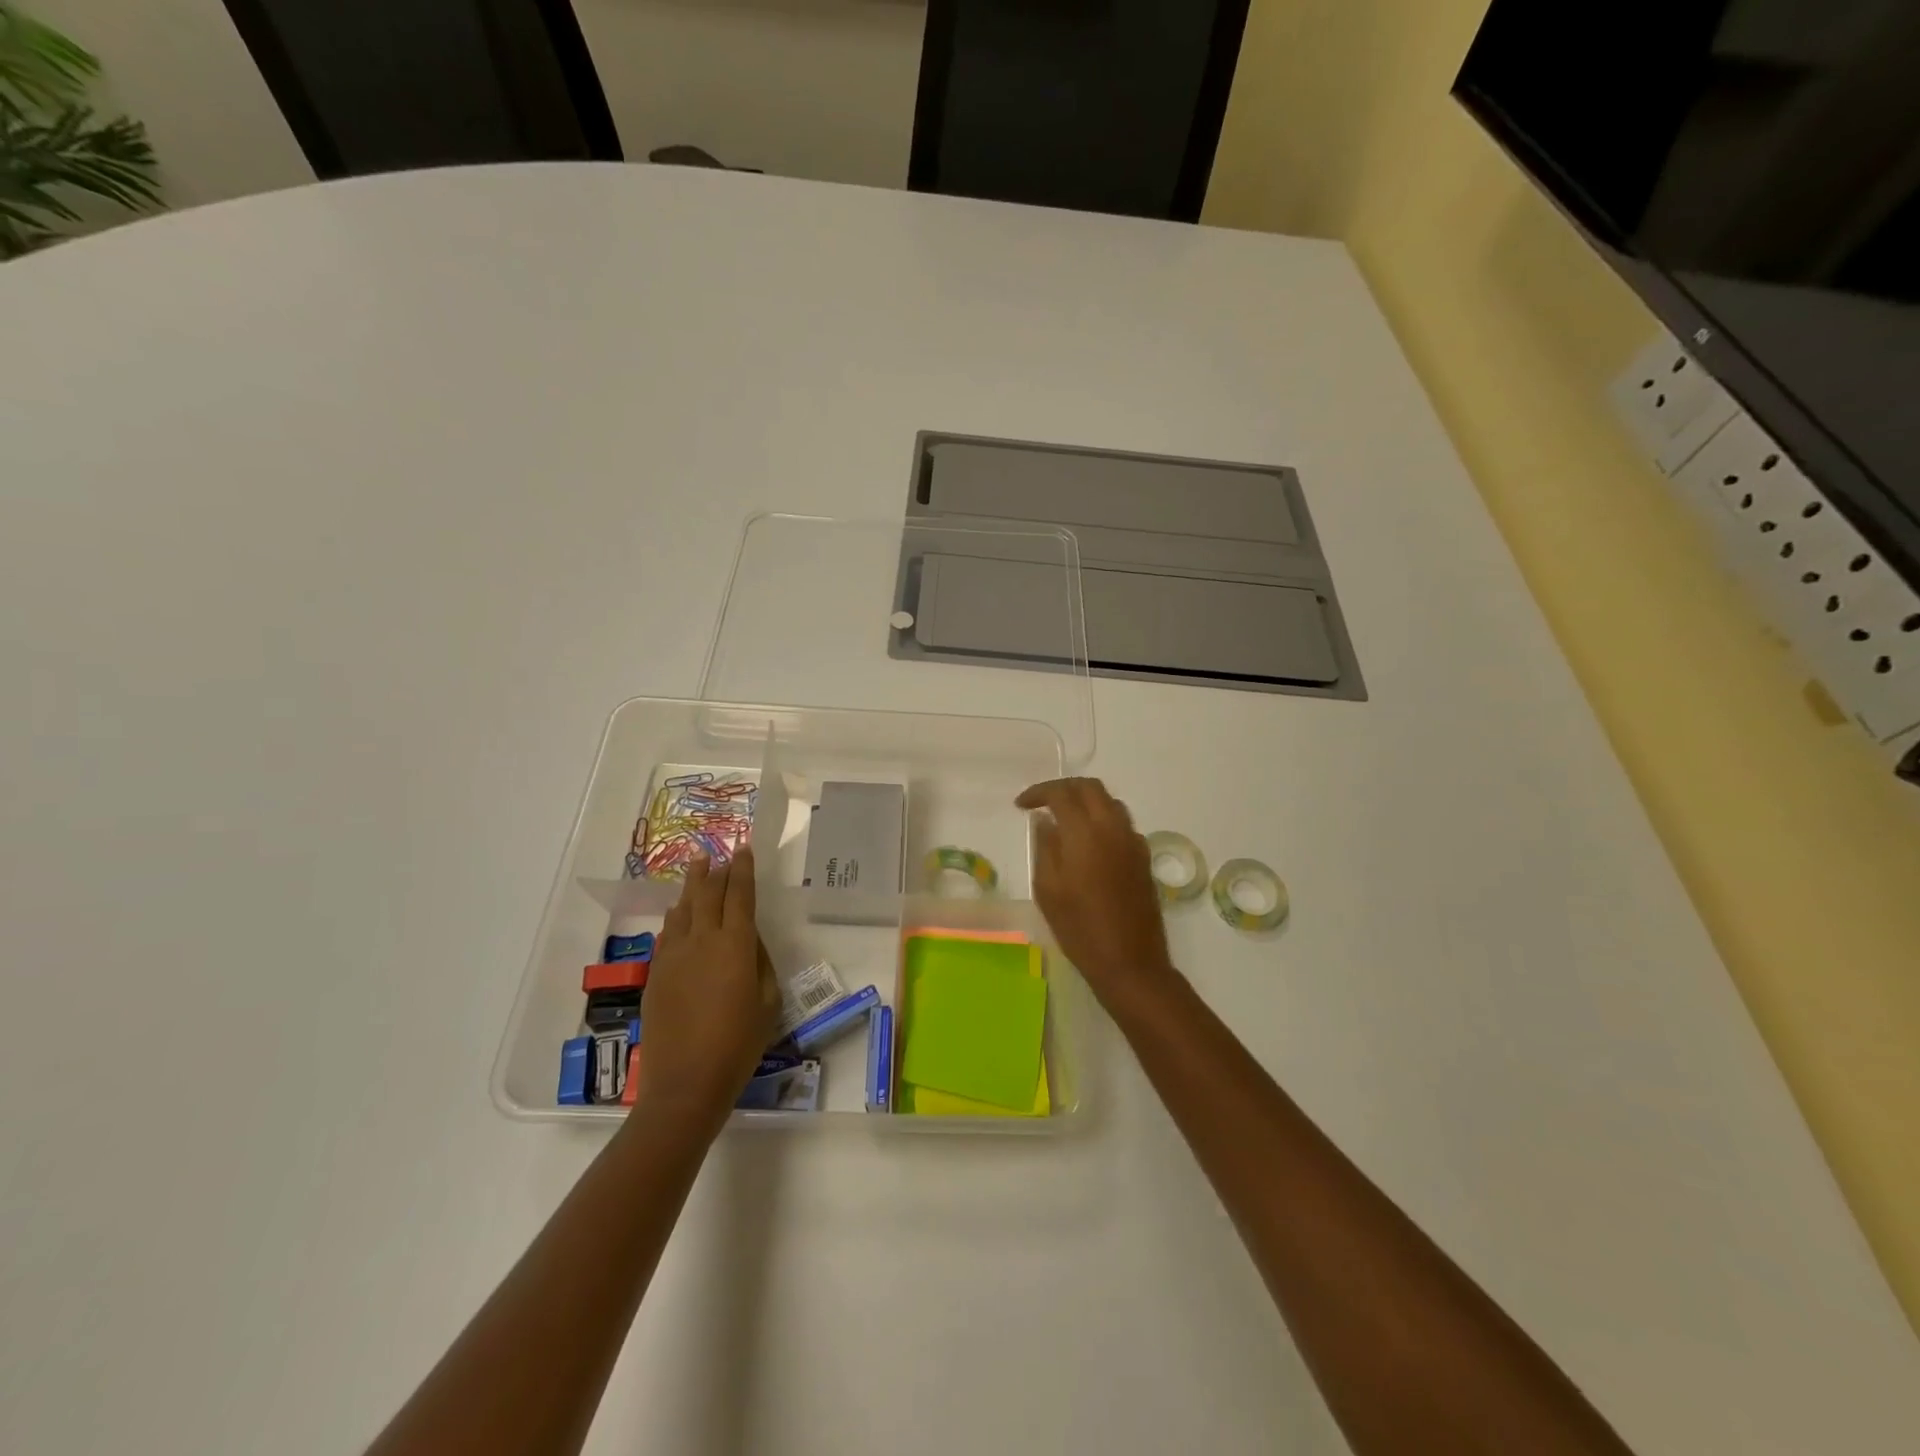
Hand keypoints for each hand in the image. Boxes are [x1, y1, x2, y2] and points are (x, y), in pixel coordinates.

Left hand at [633, 845, 780, 1119]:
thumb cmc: (739, 1044)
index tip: (743, 848)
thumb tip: (750, 940)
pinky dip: (675, 918)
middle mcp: (702, 940)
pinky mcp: (656, 974)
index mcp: (736, 944)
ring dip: (691, 887)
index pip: (740, 894)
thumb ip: (761, 962)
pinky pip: (667, 934)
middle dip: (714, 869)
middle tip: (716, 853)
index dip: (743, 869)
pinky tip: (677, 916)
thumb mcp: (768, 1002)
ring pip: (682, 909)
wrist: (686, 1084)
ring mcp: (674, 956)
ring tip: (696, 870)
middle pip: (707, 893)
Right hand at [1015, 777, 1176, 1009]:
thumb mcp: (1048, 889)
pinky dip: (1102, 819)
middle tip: (1043, 802)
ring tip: (1064, 818)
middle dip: (1064, 788)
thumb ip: (1045, 847)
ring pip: (1110, 802)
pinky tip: (1088, 841)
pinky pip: (1122, 823)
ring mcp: (1133, 841)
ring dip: (1086, 800)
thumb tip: (1045, 821)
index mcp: (1085, 833)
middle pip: (1091, 787)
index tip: (1021, 805)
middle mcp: (1113, 828)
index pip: (1061, 793)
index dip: (1038, 792)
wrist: (1130, 963)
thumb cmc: (1080, 929)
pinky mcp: (1143, 857)